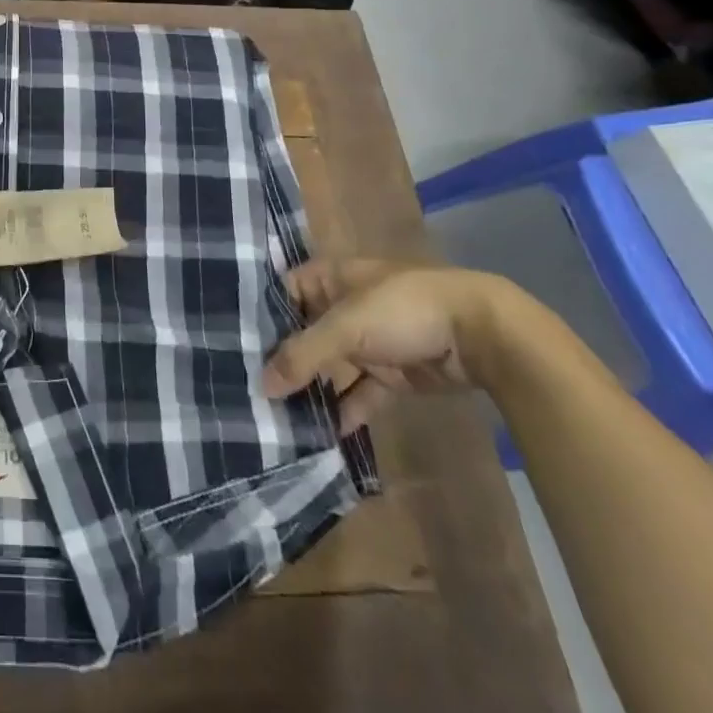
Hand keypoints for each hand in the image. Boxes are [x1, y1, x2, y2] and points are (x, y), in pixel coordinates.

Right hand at [261, 259, 514, 433]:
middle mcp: (343, 306)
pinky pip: (360, 392)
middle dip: (282, 359)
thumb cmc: (403, 310)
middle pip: (302, 333)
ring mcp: (369, 341)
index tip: (231, 344)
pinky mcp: (392, 373)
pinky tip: (326, 434)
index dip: (258, 315)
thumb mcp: (346, 327)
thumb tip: (262, 385)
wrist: (482, 334)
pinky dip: (346, 410)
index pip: (281, 292)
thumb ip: (303, 356)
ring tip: (280, 416)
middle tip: (248, 387)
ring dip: (312, 389)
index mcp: (329, 279)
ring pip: (330, 366)